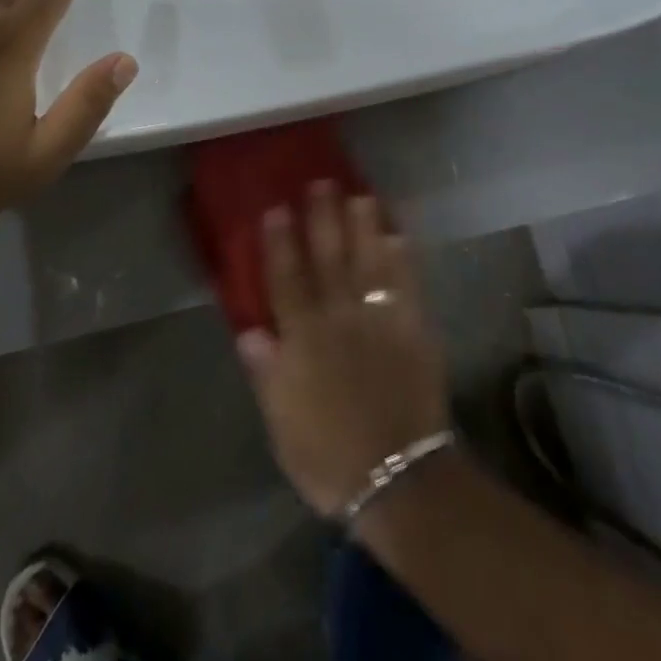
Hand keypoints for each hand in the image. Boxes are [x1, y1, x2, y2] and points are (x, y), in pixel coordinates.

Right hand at [237, 184, 451, 517]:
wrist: (399, 479)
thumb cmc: (330, 457)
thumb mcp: (282, 424)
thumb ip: (266, 373)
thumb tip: (248, 330)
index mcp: (303, 340)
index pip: (287, 279)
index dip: (280, 242)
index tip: (276, 207)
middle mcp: (338, 318)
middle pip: (328, 258)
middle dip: (323, 218)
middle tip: (321, 181)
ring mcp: (378, 320)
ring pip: (367, 260)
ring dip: (363, 225)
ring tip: (359, 192)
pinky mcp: (412, 328)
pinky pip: (406, 283)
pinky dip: (402, 255)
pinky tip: (398, 231)